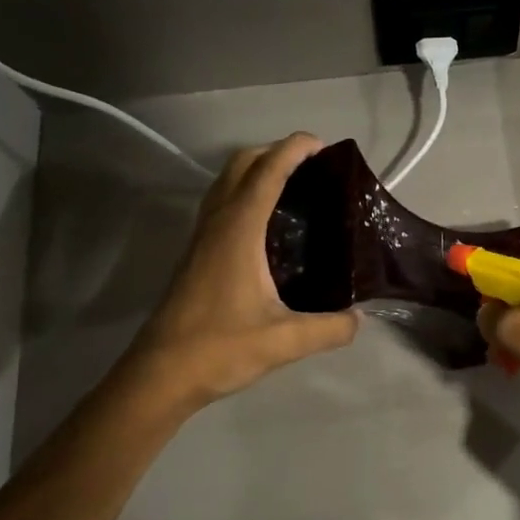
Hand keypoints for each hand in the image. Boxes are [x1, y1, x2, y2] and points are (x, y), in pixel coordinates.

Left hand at [118, 134, 358, 410]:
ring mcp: (202, 237)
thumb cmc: (219, 349)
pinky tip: (269, 225)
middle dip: (276, 152)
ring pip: (227, 182)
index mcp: (238, 230)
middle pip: (242, 164)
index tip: (324, 145)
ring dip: (258, 170)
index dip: (294, 150)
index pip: (267, 172)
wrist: (160, 374)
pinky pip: (222, 204)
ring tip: (295, 189)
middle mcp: (217, 223)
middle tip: (314, 168)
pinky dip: (246, 193)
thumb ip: (329, 328)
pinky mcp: (197, 253)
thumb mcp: (285, 341)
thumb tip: (359, 318)